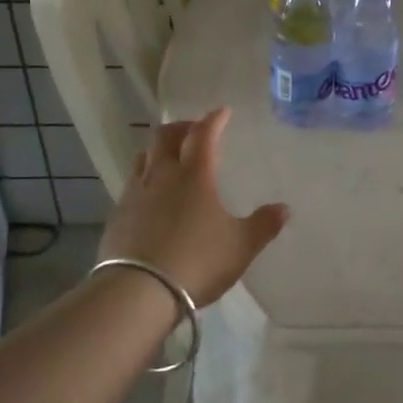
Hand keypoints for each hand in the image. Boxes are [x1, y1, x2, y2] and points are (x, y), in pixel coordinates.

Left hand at [99, 108, 289, 304]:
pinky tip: (151, 195)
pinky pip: (132, 184)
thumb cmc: (197, 261)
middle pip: (165, 136)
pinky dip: (145, 178)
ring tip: (169, 157)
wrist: (138, 291)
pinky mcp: (117, 215)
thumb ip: (263, 225)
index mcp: (194, 174)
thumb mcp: (241, 246)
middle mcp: (162, 175)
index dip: (214, 120)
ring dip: (158, 150)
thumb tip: (284, 209)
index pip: (203, 134)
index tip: (222, 112)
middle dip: (182, 127)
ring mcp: (135, 193)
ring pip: (144, 157)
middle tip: (194, 130)